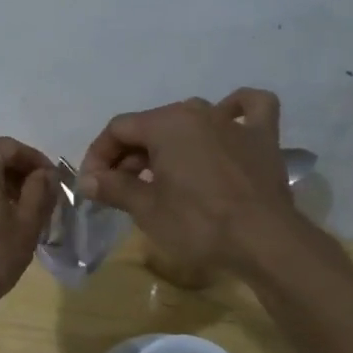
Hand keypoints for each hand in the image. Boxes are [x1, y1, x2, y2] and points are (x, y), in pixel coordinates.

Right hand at [78, 89, 307, 279]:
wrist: (265, 242)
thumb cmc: (198, 224)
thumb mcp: (146, 209)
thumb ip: (113, 188)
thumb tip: (87, 181)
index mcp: (165, 123)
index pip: (118, 129)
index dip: (98, 155)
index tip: (92, 186)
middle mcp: (197, 111)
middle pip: (151, 126)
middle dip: (129, 155)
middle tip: (120, 189)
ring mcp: (233, 122)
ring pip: (190, 120)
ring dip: (168, 142)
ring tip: (161, 174)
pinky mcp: (262, 138)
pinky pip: (248, 110)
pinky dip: (236, 110)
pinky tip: (228, 121)